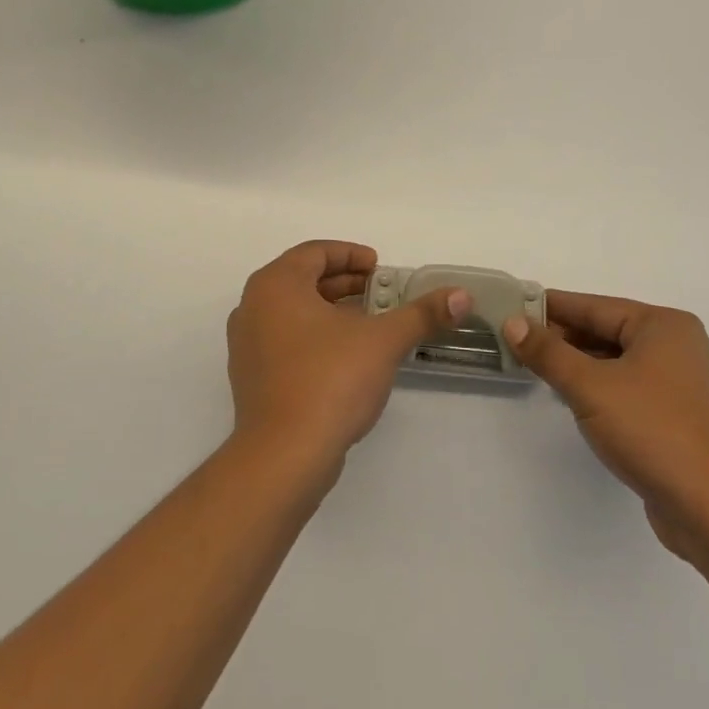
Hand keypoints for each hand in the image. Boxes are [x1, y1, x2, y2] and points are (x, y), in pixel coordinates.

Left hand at [226, 242, 470, 475]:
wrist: (284, 455)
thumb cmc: (330, 380)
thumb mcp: (383, 341)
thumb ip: (422, 314)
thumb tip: (461, 296)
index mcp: (275, 284)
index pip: (314, 252)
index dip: (351, 255)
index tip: (380, 268)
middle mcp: (253, 306)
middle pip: (302, 280)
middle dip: (344, 284)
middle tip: (381, 294)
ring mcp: (246, 344)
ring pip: (293, 312)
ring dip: (331, 311)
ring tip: (369, 324)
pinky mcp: (250, 377)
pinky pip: (284, 340)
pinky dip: (314, 337)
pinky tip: (345, 358)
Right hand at [504, 292, 708, 562]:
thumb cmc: (653, 431)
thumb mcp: (590, 386)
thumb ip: (548, 352)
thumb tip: (513, 322)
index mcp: (663, 326)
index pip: (594, 306)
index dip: (551, 307)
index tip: (513, 305)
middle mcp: (677, 346)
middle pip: (607, 331)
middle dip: (562, 337)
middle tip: (516, 340)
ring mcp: (681, 384)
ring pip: (617, 361)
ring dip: (578, 364)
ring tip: (536, 368)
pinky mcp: (678, 418)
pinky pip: (628, 388)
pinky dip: (599, 388)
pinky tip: (572, 399)